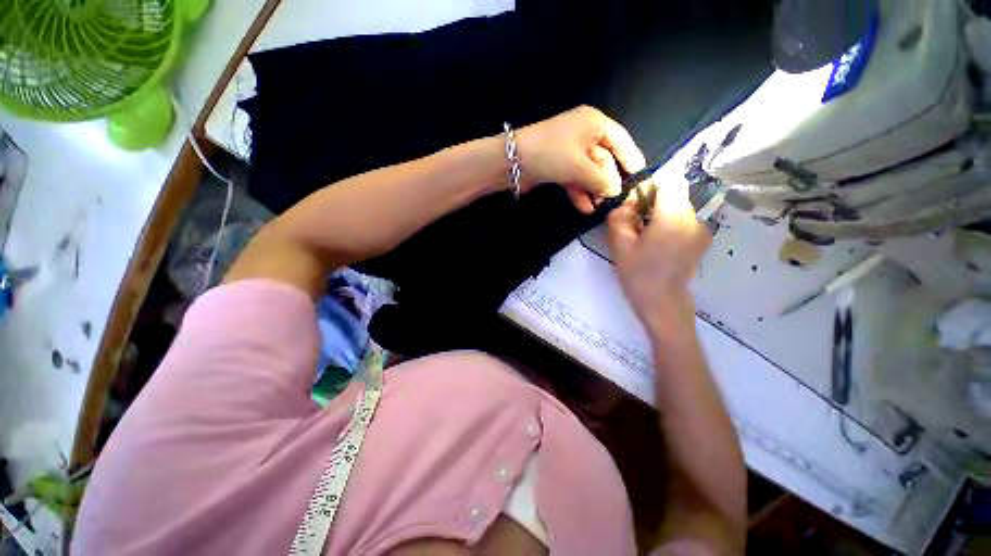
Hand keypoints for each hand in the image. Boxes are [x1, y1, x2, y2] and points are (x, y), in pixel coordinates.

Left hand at [516, 106, 645, 212]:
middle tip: (615, 201)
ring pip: (591, 169)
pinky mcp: (558, 161)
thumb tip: (616, 192)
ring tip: (599, 208)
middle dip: (609, 181)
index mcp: (594, 122)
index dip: (632, 161)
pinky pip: (577, 175)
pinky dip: (581, 190)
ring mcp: (570, 147)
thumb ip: (604, 181)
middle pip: (607, 158)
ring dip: (595, 189)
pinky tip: (585, 207)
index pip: (622, 140)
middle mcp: (584, 131)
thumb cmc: (552, 154)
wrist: (509, 160)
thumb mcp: (583, 167)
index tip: (641, 181)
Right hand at [607, 178, 711, 333]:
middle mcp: (692, 216)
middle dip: (654, 201)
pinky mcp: (701, 243)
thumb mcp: (620, 244)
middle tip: (637, 224)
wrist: (666, 309)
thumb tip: (628, 203)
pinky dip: (672, 227)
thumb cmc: (642, 277)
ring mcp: (700, 230)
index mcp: (674, 212)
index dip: (650, 185)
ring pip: (678, 208)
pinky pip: (684, 223)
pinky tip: (661, 247)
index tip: (636, 204)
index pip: (667, 178)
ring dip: (662, 215)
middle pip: (673, 193)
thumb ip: (620, 215)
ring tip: (648, 239)